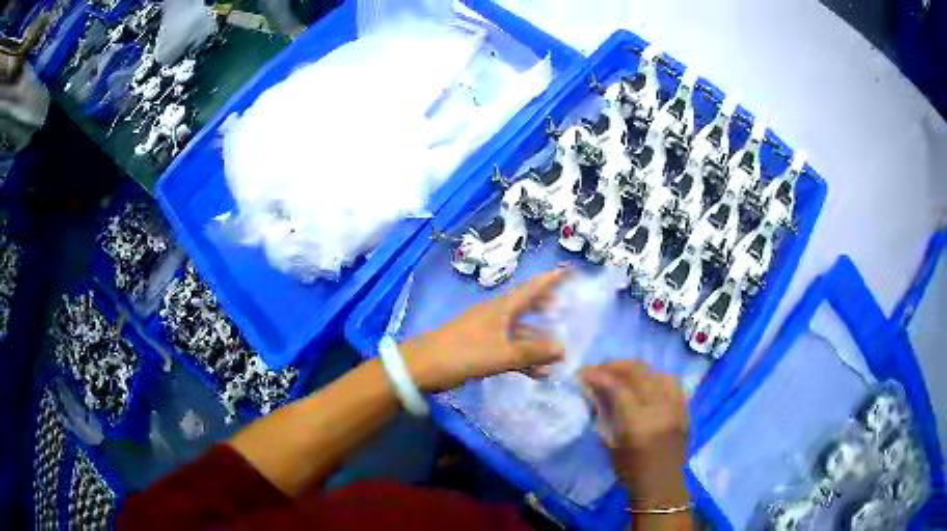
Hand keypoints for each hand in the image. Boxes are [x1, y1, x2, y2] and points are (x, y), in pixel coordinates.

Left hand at [400, 268, 568, 392]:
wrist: (423, 366)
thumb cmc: (464, 353)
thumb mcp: (502, 355)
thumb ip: (533, 352)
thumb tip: (563, 348)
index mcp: (501, 308)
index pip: (531, 287)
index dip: (550, 279)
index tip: (568, 269)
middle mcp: (496, 314)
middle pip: (526, 305)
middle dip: (545, 306)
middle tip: (563, 309)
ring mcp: (487, 331)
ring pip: (518, 331)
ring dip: (536, 341)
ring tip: (557, 353)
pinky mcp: (480, 348)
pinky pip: (508, 348)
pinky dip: (523, 357)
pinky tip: (536, 372)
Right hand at [581, 361, 690, 510]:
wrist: (662, 485)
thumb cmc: (630, 471)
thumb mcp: (610, 444)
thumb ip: (603, 413)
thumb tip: (593, 389)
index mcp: (637, 423)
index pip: (617, 387)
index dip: (598, 375)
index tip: (584, 372)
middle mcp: (660, 409)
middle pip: (639, 372)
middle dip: (616, 365)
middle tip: (600, 367)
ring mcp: (676, 406)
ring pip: (657, 372)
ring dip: (637, 369)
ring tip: (623, 372)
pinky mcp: (685, 408)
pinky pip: (672, 382)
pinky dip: (656, 376)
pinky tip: (646, 382)